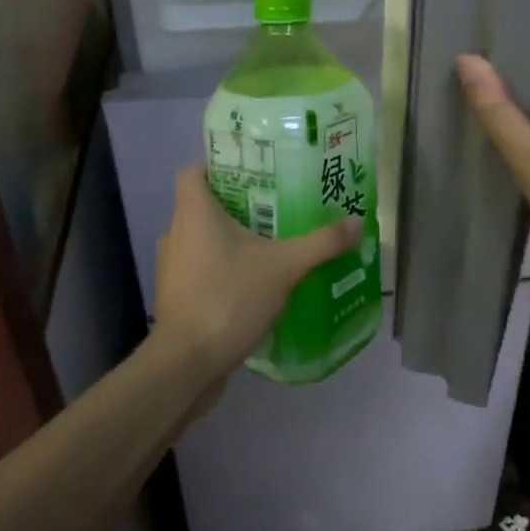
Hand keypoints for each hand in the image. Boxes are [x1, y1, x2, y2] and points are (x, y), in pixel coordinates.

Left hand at [152, 164, 362, 388]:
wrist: (187, 364)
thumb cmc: (228, 298)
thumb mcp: (284, 266)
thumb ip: (321, 243)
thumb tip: (357, 222)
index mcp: (194, 213)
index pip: (194, 172)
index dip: (219, 166)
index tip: (254, 172)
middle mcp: (176, 233)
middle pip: (203, 205)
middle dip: (239, 205)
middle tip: (277, 207)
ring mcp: (173, 268)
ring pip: (203, 240)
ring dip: (232, 240)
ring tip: (272, 244)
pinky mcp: (177, 297)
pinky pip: (202, 270)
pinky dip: (225, 269)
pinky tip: (256, 283)